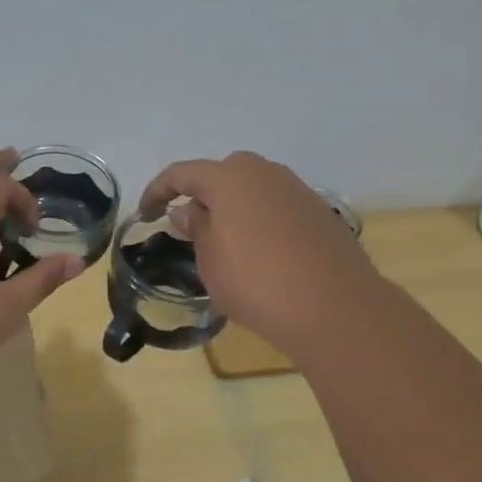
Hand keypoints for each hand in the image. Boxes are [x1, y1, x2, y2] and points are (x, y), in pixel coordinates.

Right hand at [138, 151, 384, 356]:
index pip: (182, 173)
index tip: (146, 214)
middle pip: (223, 174)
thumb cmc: (256, 281)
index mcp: (230, 177)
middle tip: (191, 227)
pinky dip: (262, 222)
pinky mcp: (320, 214)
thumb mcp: (210, 260)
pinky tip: (263, 254)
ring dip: (235, 208)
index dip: (158, 191)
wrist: (335, 308)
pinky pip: (278, 208)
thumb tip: (189, 211)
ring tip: (227, 242)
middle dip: (202, 195)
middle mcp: (265, 173)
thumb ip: (196, 229)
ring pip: (254, 190)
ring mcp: (297, 190)